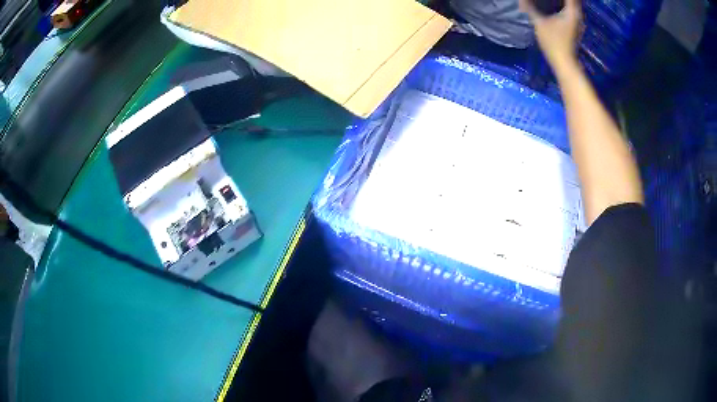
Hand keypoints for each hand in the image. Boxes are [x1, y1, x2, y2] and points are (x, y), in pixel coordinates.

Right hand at [520, 0, 581, 70]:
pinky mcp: (575, 27)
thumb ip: (530, 9)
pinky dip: (567, 5)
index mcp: (572, 12)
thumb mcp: (539, 23)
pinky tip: (559, 4)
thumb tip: (521, 1)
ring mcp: (577, 22)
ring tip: (556, 0)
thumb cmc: (553, 42)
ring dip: (567, 1)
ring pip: (574, 5)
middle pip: (574, 0)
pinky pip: (572, 10)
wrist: (564, 63)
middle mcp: (578, 15)